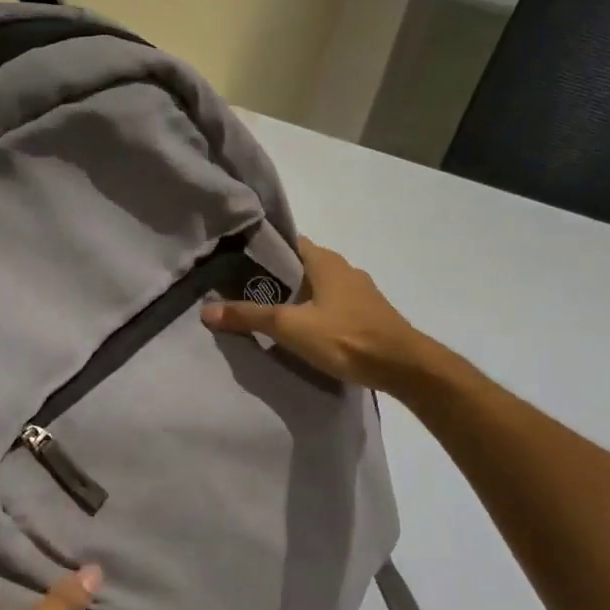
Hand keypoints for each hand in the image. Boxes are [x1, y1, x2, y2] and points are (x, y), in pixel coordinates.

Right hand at [202, 237, 432, 392]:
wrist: (403, 367)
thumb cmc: (345, 337)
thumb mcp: (290, 327)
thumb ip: (249, 317)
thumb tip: (206, 310)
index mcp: (324, 260)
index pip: (286, 242)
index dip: (261, 250)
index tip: (234, 262)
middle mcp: (343, 268)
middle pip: (299, 266)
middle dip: (273, 277)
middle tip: (241, 291)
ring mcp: (359, 292)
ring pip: (316, 287)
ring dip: (294, 297)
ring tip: (265, 313)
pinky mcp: (367, 315)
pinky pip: (331, 305)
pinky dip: (312, 312)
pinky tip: (300, 330)